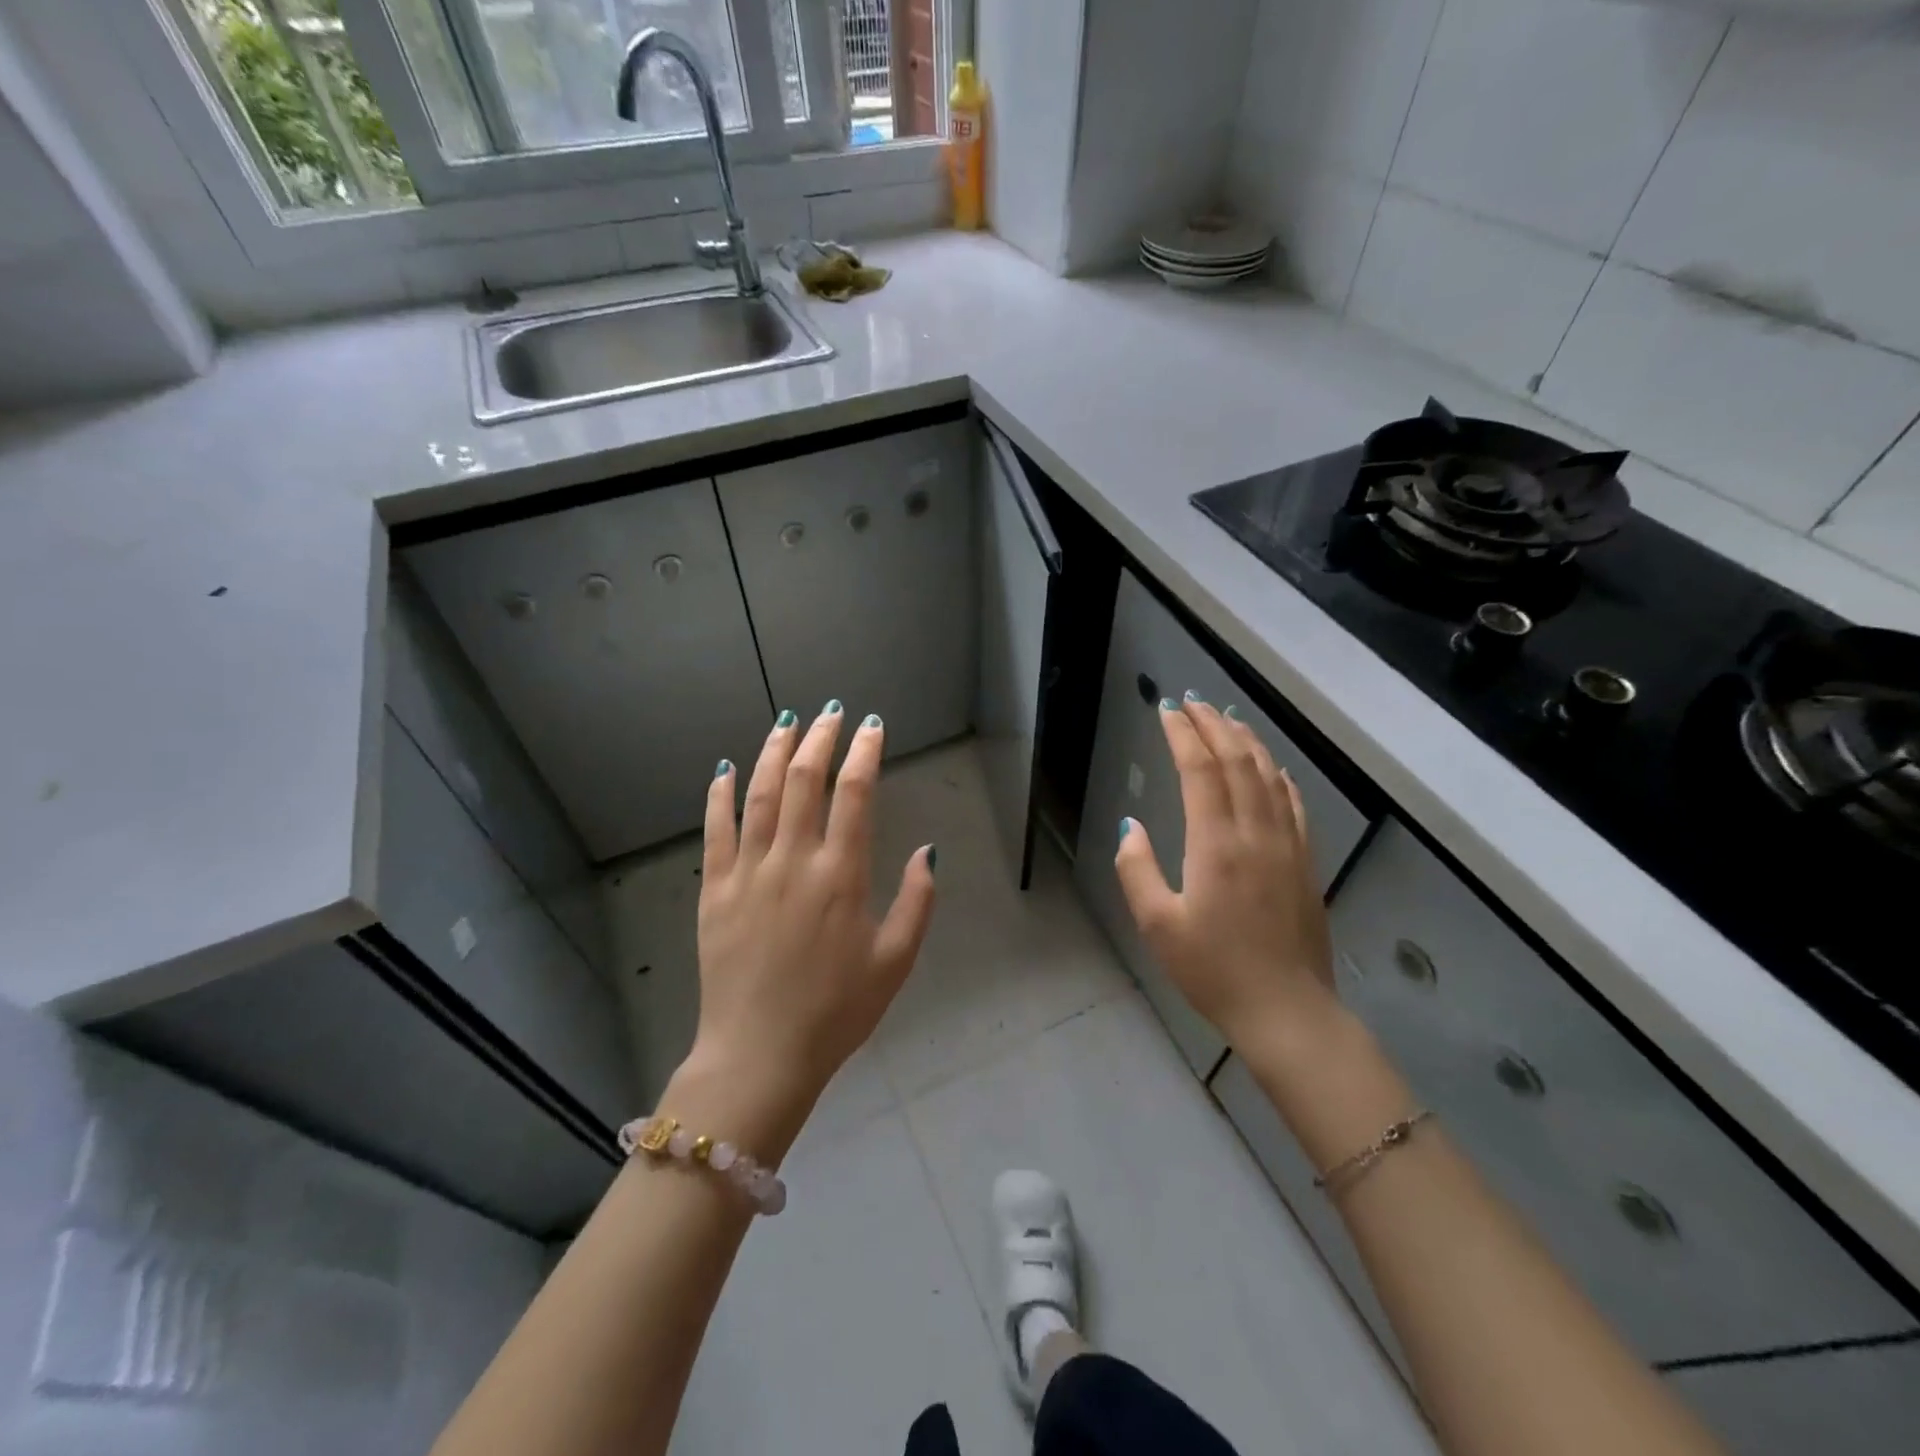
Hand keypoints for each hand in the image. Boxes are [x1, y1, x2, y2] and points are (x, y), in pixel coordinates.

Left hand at [681, 703, 935, 1145]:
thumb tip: (926, 850)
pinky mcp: (715, 890)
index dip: (865, 752)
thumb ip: (917, 902)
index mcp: (842, 876)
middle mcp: (794, 861)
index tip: (871, 726)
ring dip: (775, 752)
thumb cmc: (837, 1012)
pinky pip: (716, 830)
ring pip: (761, 794)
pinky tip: (726, 768)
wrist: (759, 1055)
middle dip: (821, 738)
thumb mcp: (895, 962)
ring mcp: (749, 872)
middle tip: (830, 712)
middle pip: (806, 780)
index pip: (856, 794)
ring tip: (787, 722)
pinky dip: (721, 794)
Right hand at [1115, 697, 1337, 1047]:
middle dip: (1213, 725)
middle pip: (1237, 761)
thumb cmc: (1213, 971)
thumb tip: (1130, 826)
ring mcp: (1287, 845)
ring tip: (1227, 719)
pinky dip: (1278, 774)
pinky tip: (1271, 767)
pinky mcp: (1305, 862)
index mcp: (1215, 844)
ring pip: (1269, 776)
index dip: (1183, 735)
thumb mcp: (1157, 925)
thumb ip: (1136, 869)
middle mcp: (1255, 833)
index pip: (1200, 771)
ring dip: (1247, 741)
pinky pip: (1293, 803)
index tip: (1167, 710)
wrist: (1287, 1012)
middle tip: (1192, 701)